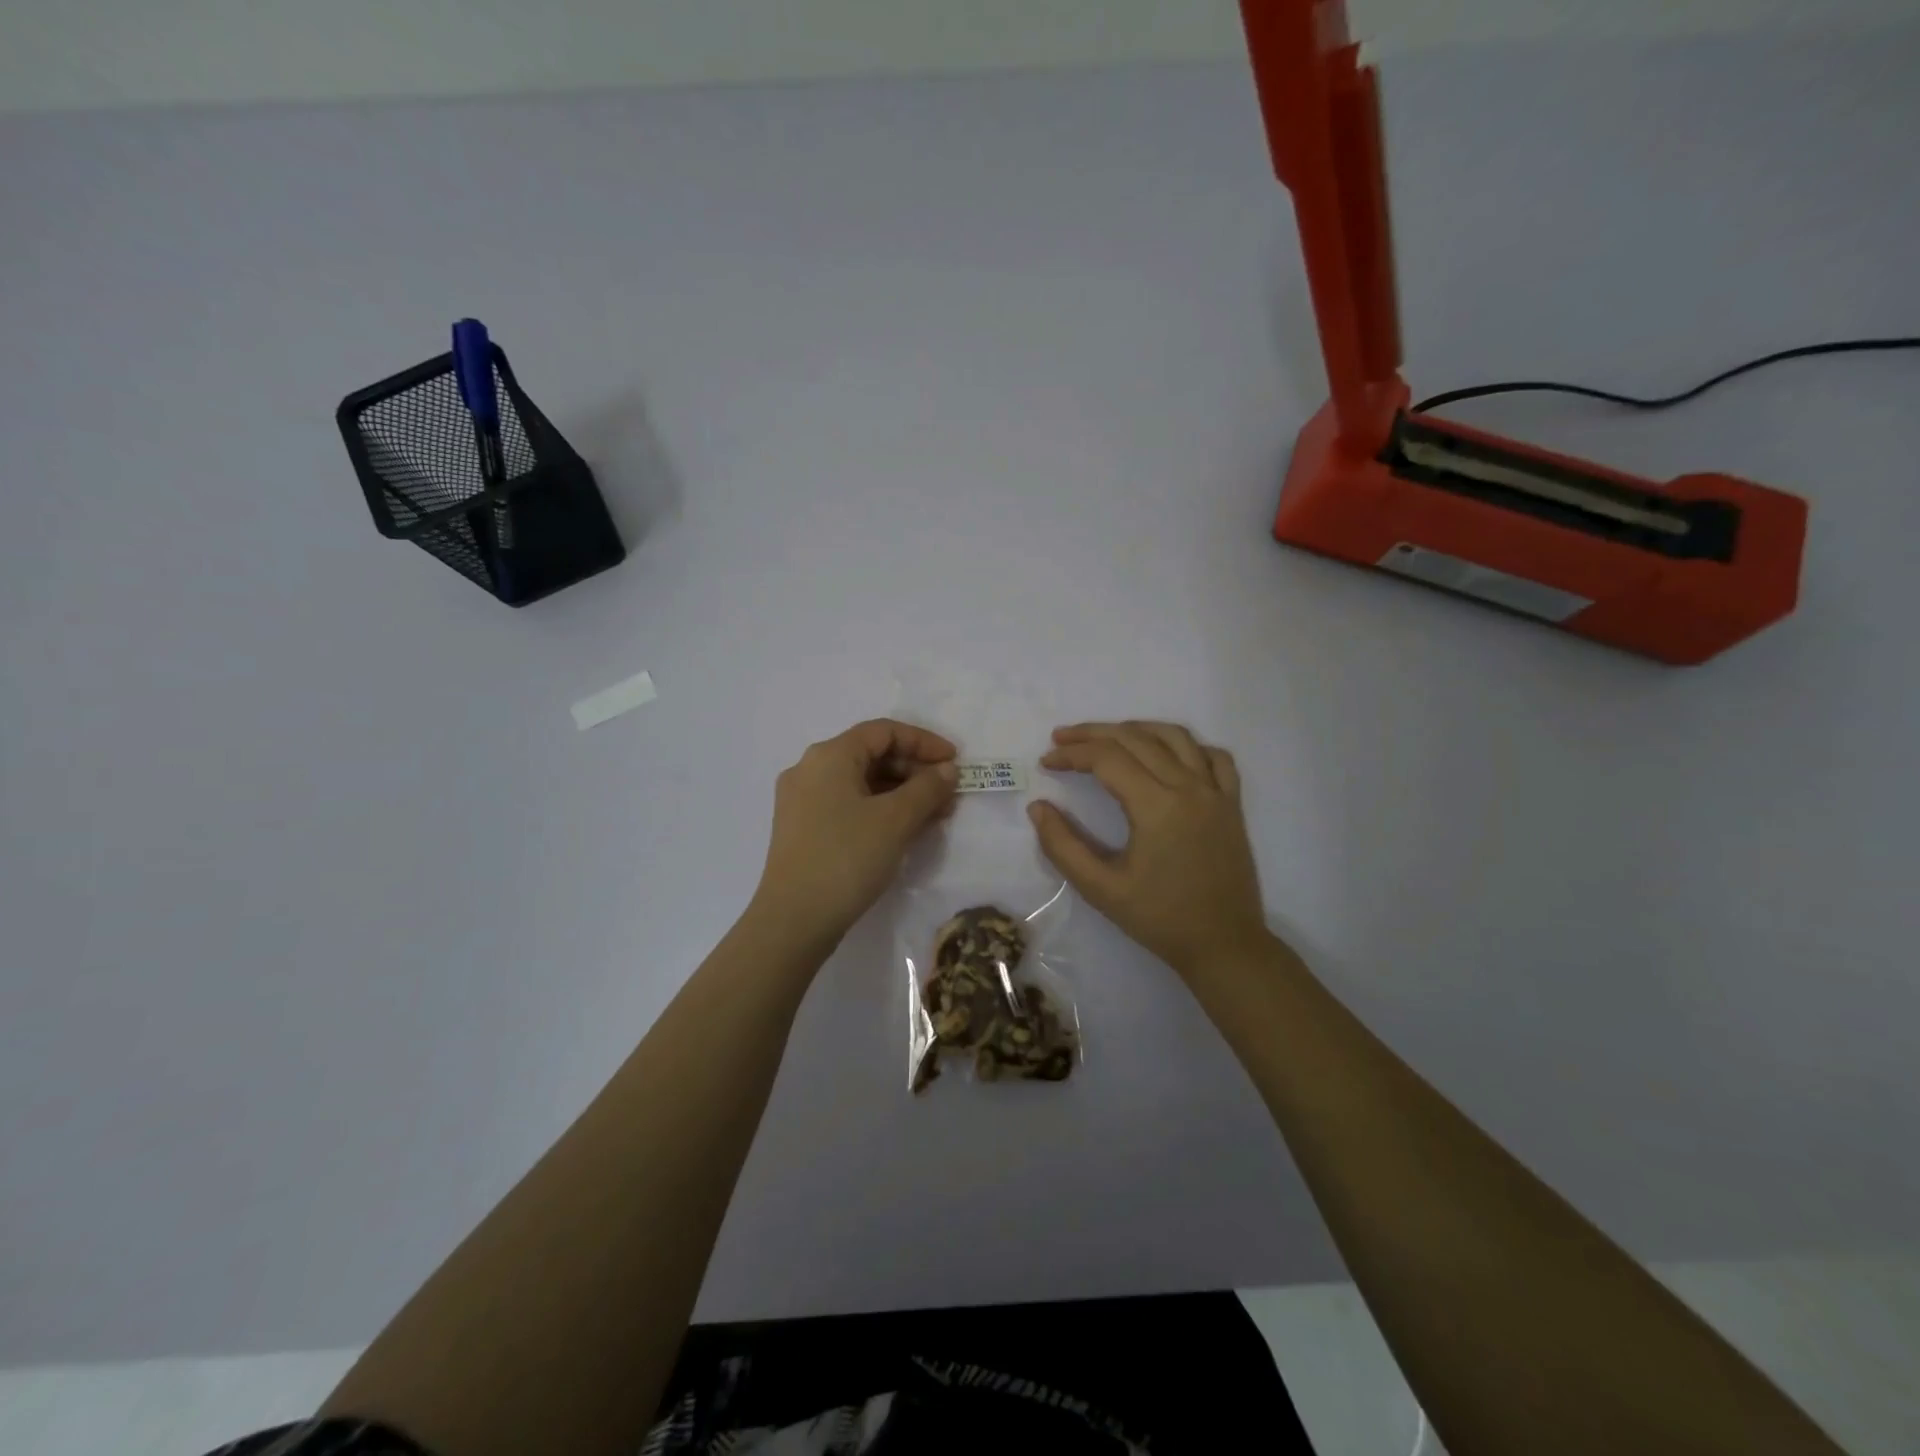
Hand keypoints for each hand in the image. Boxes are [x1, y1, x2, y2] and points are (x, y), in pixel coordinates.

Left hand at [750, 719, 958, 950]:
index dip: (924, 742)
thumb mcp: (896, 820)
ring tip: (935, 815)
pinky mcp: (802, 828)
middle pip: (871, 755)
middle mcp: (810, 769)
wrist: (794, 919)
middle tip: (948, 794)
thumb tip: (947, 770)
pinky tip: (905, 830)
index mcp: (829, 755)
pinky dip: (880, 809)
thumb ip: (927, 788)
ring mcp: (802, 800)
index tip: (955, 762)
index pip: (884, 731)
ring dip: (901, 793)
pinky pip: (849, 804)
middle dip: (915, 771)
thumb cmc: (847, 858)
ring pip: (861, 783)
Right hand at [1030, 721, 1269, 977]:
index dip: (1072, 755)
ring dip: (1136, 729)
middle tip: (1061, 739)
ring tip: (1107, 736)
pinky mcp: (1232, 804)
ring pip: (1175, 737)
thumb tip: (1038, 807)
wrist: (1224, 945)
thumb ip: (1062, 846)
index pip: (1106, 758)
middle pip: (1136, 739)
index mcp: (1156, 805)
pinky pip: (1214, 757)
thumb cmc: (1159, 918)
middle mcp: (1189, 787)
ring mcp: (1216, 792)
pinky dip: (1187, 746)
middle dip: (1093, 734)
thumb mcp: (1100, 888)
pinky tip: (1167, 754)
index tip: (1046, 763)